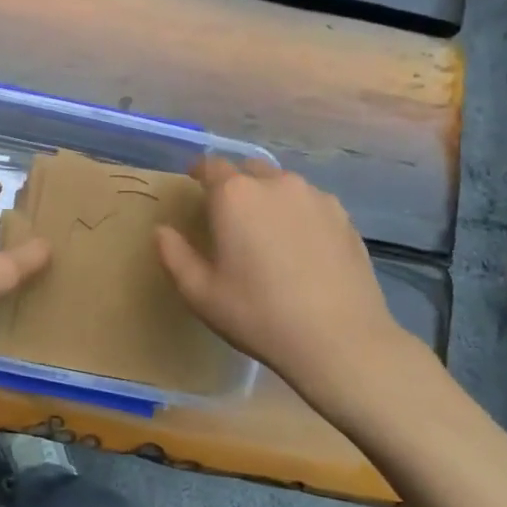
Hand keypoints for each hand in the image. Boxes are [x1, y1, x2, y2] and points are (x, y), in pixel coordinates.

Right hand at [155, 157, 438, 416]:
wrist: (339, 340)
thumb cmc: (258, 314)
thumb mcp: (201, 293)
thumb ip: (174, 255)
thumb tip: (162, 231)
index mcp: (235, 195)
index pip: (211, 166)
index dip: (199, 172)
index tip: (194, 184)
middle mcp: (275, 184)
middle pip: (249, 170)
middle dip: (236, 184)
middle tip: (230, 216)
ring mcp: (315, 197)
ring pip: (283, 185)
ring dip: (269, 198)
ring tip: (268, 233)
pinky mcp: (344, 217)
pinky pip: (311, 204)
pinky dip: (299, 214)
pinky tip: (301, 248)